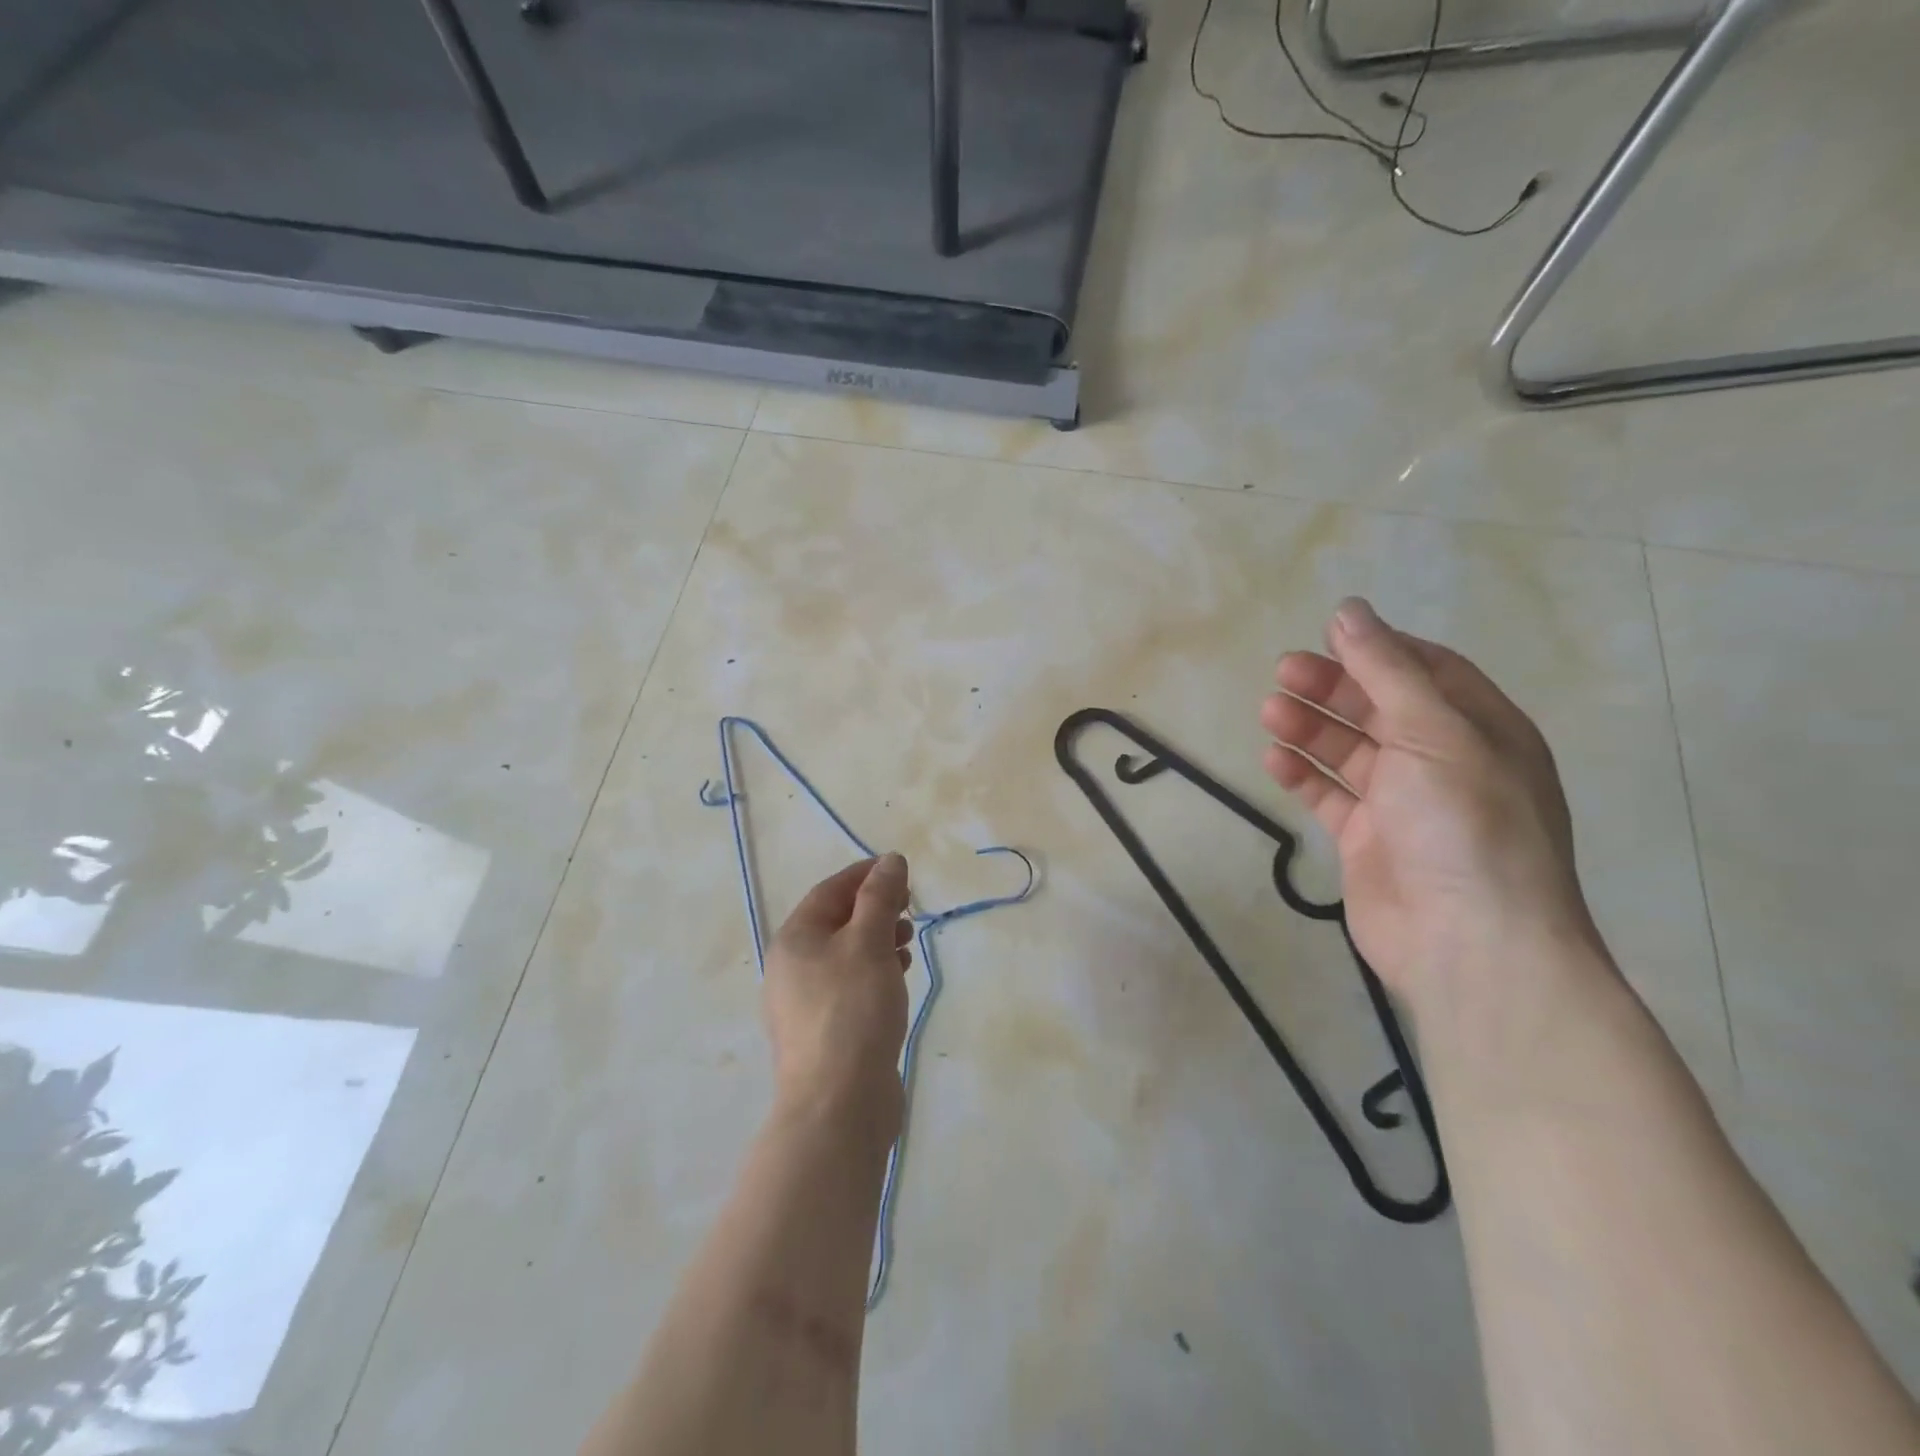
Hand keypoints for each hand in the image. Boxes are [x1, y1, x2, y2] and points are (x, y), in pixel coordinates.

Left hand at [762, 854, 913, 1142]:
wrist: (838, 1105)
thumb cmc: (852, 1010)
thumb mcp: (869, 943)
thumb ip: (880, 897)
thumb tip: (890, 860)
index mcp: (794, 940)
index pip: (830, 891)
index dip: (865, 874)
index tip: (899, 868)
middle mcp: (791, 968)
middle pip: (835, 922)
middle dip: (874, 907)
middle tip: (910, 906)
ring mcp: (805, 1004)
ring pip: (845, 955)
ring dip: (877, 939)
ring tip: (909, 940)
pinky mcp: (824, 1032)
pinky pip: (850, 985)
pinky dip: (874, 971)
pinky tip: (899, 976)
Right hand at [1259, 598, 1599, 1008]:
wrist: (1467, 941)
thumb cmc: (1464, 823)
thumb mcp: (1433, 732)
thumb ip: (1386, 671)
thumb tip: (1349, 611)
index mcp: (1480, 730)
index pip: (1428, 671)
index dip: (1378, 649)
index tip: (1328, 635)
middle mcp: (1444, 761)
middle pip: (1380, 707)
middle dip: (1333, 686)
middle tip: (1282, 671)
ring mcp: (1404, 804)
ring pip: (1349, 750)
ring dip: (1310, 727)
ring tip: (1269, 711)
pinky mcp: (1367, 839)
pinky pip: (1330, 794)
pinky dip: (1302, 775)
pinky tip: (1274, 760)